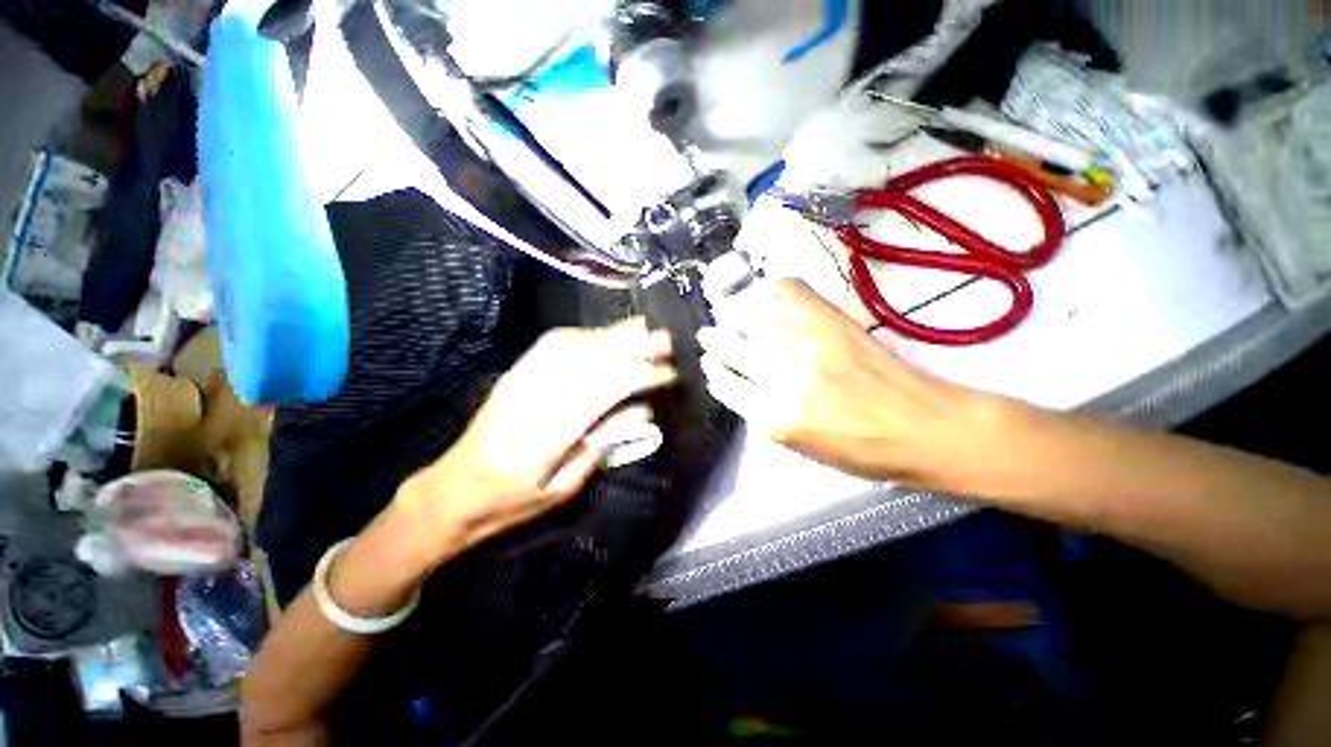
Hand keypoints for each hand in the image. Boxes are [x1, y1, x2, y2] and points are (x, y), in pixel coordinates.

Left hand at [390, 319, 675, 567]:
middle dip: (633, 347)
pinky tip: (602, 335)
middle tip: (665, 339)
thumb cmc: (513, 499)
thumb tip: (639, 412)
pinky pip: (552, 345)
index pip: (606, 391)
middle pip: (592, 361)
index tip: (668, 374)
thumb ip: (601, 446)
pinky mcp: (516, 374)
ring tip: (641, 329)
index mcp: (550, 432)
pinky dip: (583, 335)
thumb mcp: (563, 488)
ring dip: (611, 335)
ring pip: (574, 347)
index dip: (641, 377)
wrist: (455, 489)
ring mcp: (523, 380)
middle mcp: (537, 397)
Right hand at [698, 280, 972, 481]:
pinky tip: (762, 294)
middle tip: (709, 335)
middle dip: (713, 340)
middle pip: (729, 346)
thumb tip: (738, 382)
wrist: (922, 426)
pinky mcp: (832, 320)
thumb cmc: (859, 449)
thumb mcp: (799, 447)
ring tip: (729, 312)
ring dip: (733, 313)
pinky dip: (768, 290)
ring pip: (749, 315)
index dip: (714, 373)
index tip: (711, 366)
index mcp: (774, 415)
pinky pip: (786, 291)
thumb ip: (761, 413)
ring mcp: (807, 342)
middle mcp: (784, 375)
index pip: (724, 384)